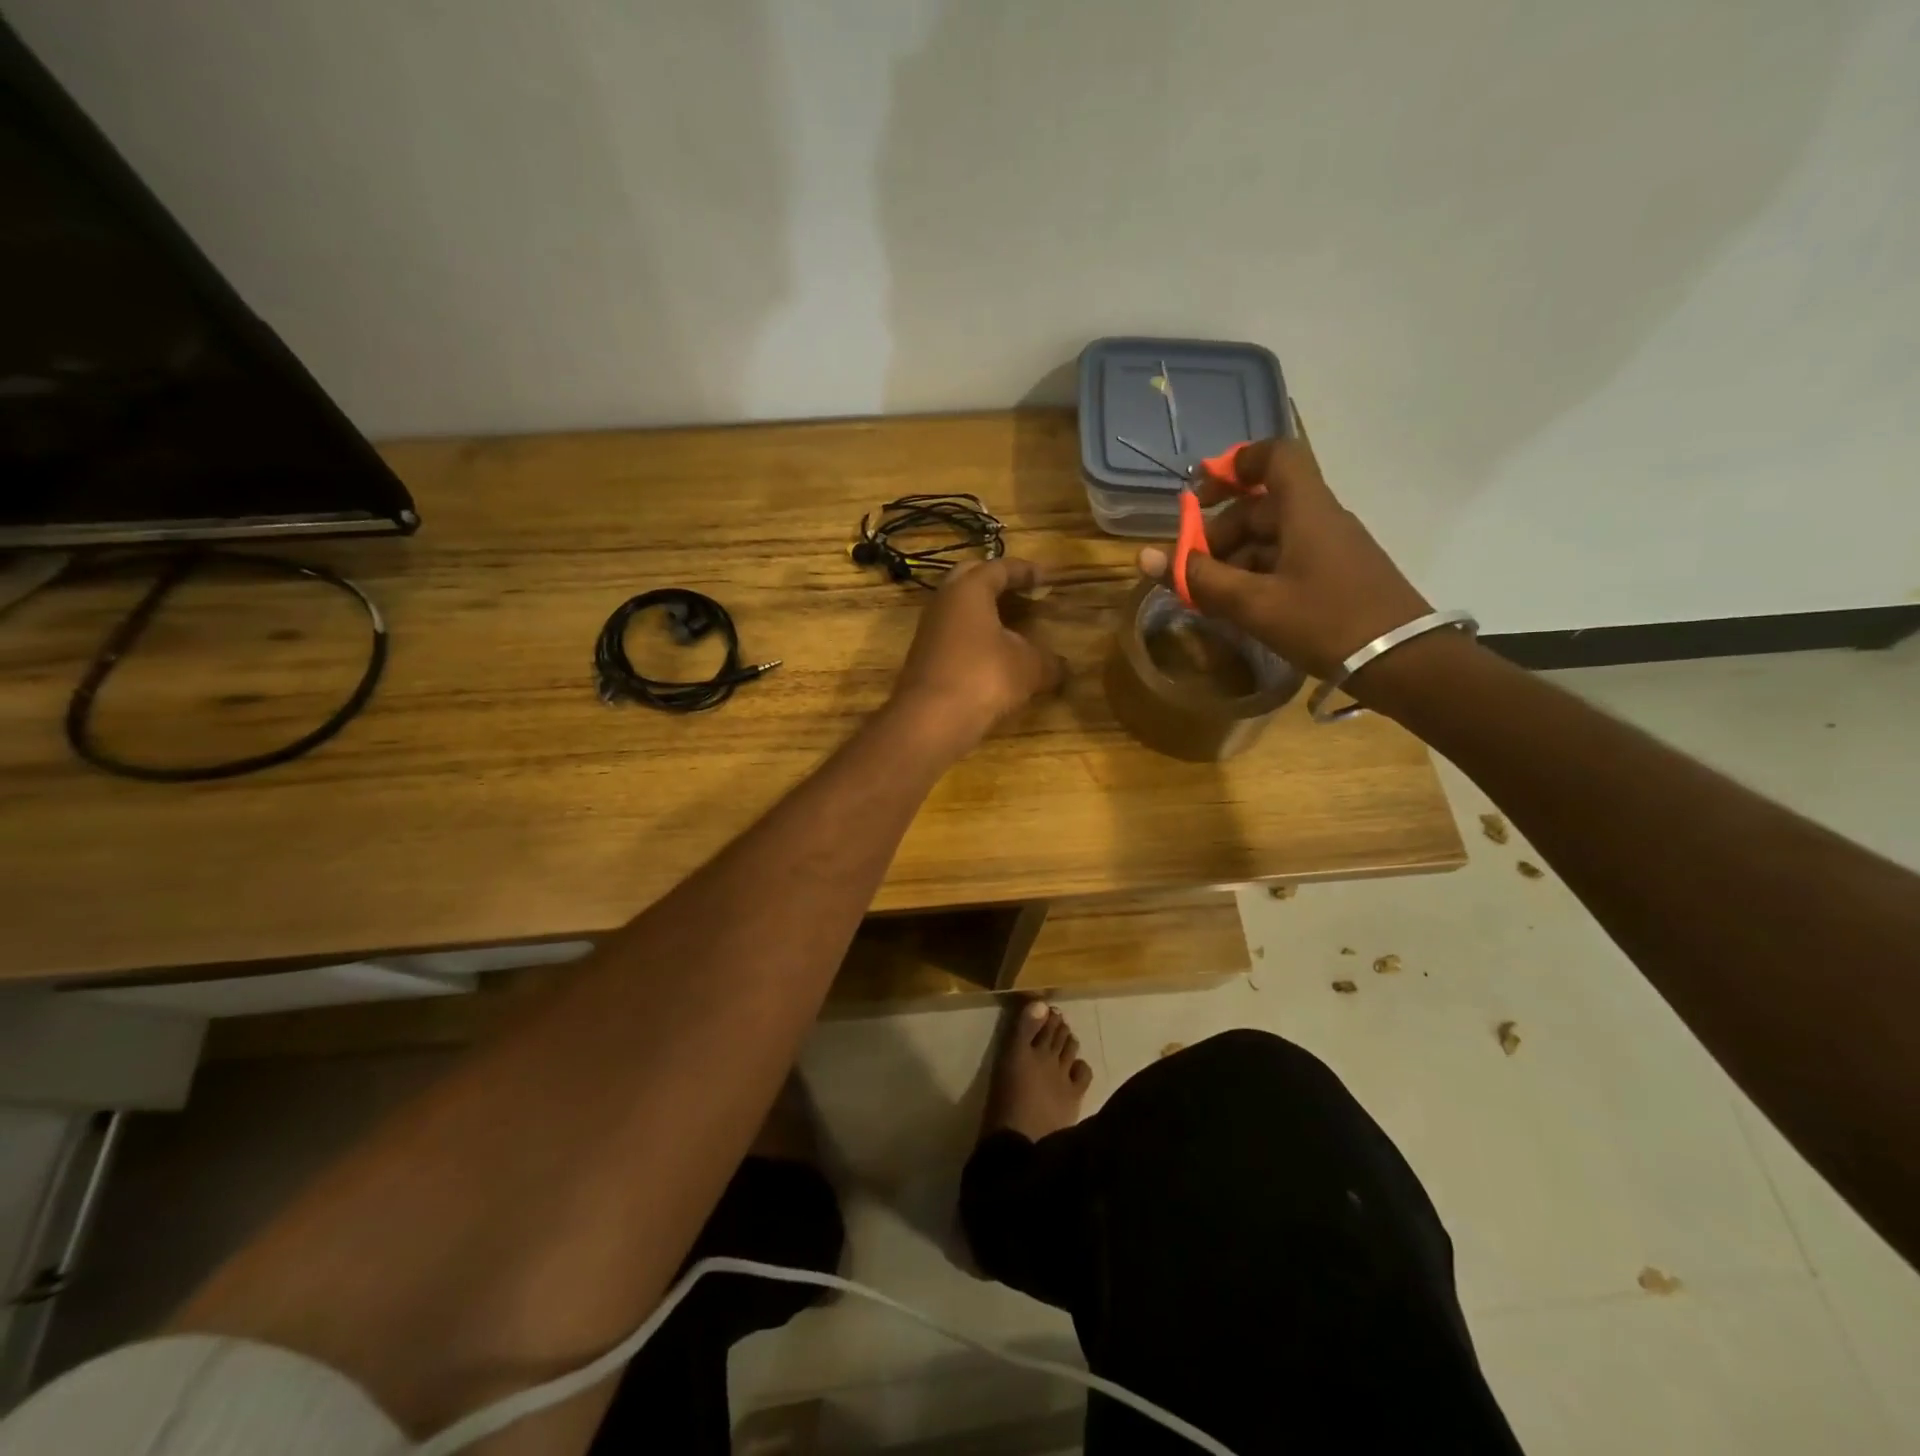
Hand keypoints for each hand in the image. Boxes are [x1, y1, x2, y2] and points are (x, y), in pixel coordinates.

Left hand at [887, 557, 1064, 756]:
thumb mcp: (1029, 667)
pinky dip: (974, 636)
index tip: (1047, 579)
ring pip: (959, 608)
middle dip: (997, 582)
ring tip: (1012, 624)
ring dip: (984, 611)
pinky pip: (953, 634)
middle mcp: (944, 601)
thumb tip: (1062, 667)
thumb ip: (1049, 662)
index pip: (999, 568)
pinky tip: (992, 653)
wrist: (931, 719)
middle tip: (1023, 591)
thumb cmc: (984, 677)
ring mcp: (929, 630)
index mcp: (969, 589)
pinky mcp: (924, 657)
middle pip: (971, 579)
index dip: (1025, 571)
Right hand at [1137, 407, 1432, 685]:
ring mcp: (1330, 548)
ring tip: (1208, 597)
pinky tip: (1239, 608)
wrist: (1403, 663)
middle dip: (1218, 532)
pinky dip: (1256, 575)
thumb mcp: (1254, 604)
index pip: (1274, 455)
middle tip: (1189, 570)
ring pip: (1271, 536)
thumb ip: (1199, 579)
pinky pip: (1286, 560)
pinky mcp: (1335, 575)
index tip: (1200, 493)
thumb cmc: (1326, 622)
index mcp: (1305, 510)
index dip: (1234, 464)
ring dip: (1233, 559)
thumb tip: (1144, 557)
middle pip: (1261, 504)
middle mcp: (1319, 519)